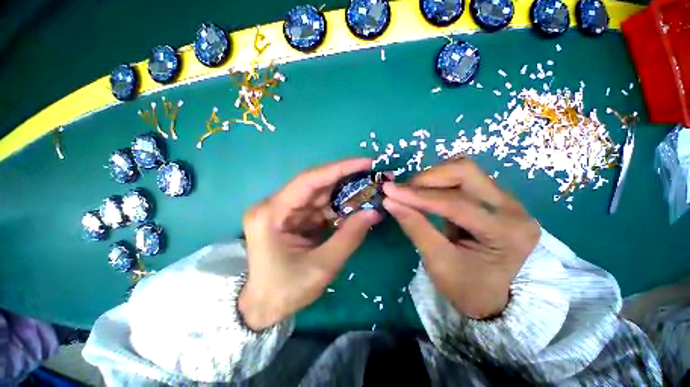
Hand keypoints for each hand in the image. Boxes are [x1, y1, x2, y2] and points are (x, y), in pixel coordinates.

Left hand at [239, 158, 382, 329]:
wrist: (264, 307)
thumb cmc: (286, 290)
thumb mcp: (322, 266)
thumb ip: (350, 236)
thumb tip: (374, 211)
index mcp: (272, 213)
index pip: (310, 180)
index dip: (339, 168)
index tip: (365, 163)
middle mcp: (275, 205)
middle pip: (316, 184)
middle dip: (346, 179)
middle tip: (372, 174)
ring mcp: (285, 211)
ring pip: (320, 195)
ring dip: (344, 194)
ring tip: (369, 190)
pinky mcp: (293, 218)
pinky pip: (320, 207)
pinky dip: (338, 207)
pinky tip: (355, 207)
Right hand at [383, 158, 540, 318]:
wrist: (491, 296)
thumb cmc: (466, 287)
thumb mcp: (437, 260)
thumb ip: (414, 226)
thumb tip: (389, 200)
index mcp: (506, 232)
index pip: (455, 203)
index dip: (417, 196)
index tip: (389, 192)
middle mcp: (513, 208)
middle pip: (464, 172)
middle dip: (427, 179)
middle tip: (403, 192)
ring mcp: (506, 199)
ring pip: (463, 169)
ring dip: (433, 178)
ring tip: (414, 194)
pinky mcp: (495, 197)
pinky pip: (463, 177)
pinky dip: (439, 181)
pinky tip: (427, 195)